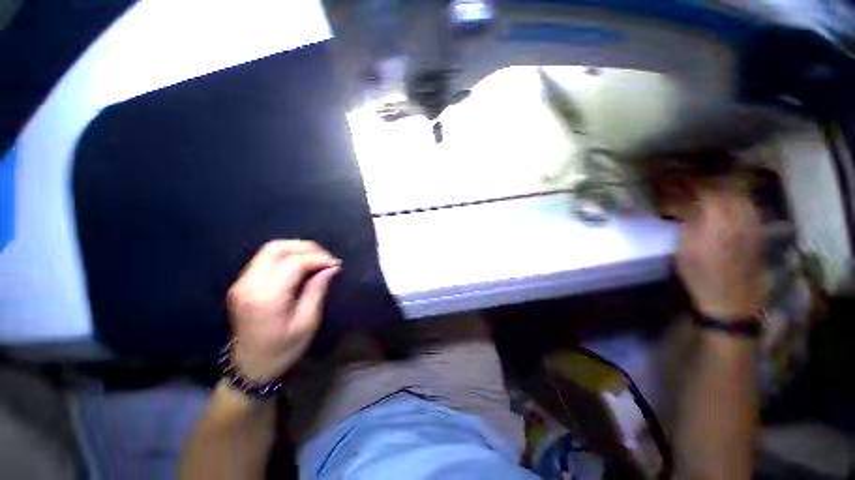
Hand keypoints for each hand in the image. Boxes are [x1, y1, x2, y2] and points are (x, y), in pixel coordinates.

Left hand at [226, 240, 340, 381]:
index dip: (318, 258)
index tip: (336, 264)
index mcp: (266, 298)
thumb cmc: (283, 350)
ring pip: (269, 249)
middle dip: (306, 248)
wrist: (249, 367)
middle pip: (277, 248)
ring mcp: (241, 282)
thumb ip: (317, 290)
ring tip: (316, 259)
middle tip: (326, 258)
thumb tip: (331, 267)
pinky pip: (265, 259)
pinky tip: (301, 264)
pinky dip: (286, 255)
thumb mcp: (307, 323)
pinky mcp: (242, 283)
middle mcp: (249, 285)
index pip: (294, 263)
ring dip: (296, 249)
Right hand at [676, 185, 763, 319]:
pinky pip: (746, 202)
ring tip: (703, 186)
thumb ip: (686, 219)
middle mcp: (740, 215)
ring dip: (720, 185)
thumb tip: (680, 199)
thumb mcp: (684, 247)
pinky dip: (732, 196)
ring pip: (738, 192)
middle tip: (686, 179)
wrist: (731, 298)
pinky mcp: (758, 227)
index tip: (672, 177)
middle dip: (705, 179)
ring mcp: (753, 220)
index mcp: (718, 220)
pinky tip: (722, 200)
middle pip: (725, 185)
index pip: (705, 188)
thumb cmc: (700, 274)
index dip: (688, 180)